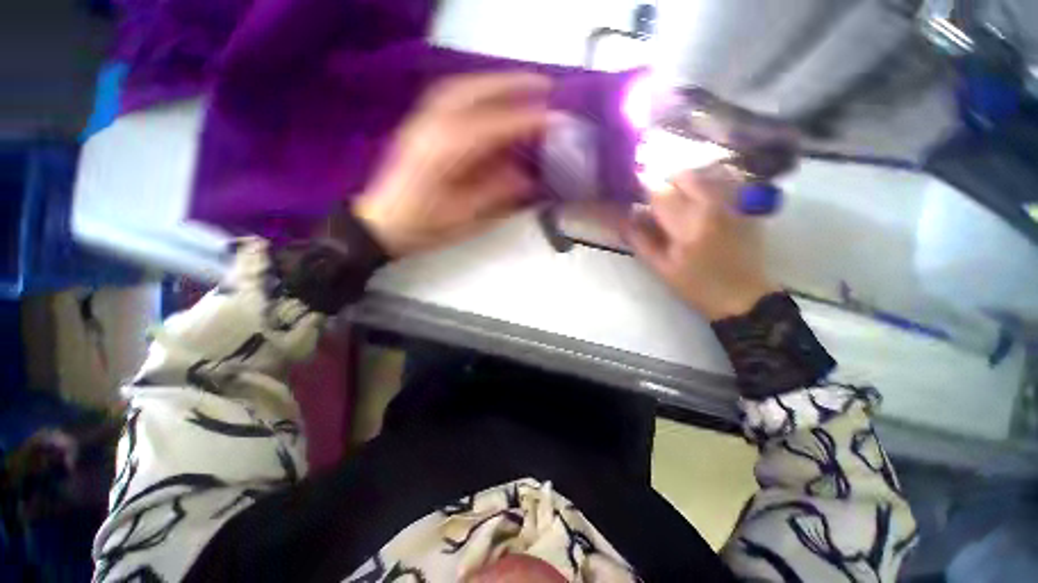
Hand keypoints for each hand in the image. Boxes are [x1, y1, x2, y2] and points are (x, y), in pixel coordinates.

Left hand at [354, 73, 549, 256]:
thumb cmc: (425, 226)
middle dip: (513, 85)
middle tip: (545, 86)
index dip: (528, 121)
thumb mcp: (465, 216)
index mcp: (447, 152)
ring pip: (462, 88)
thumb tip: (527, 177)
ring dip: (495, 83)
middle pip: (476, 92)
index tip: (556, 120)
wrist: (384, 224)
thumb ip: (496, 192)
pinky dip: (475, 91)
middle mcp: (433, 126)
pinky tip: (489, 97)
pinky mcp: (420, 125)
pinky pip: (450, 96)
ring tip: (522, 86)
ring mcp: (422, 120)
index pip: (495, 126)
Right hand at [625, 169, 779, 319]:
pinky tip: (702, 205)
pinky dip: (707, 185)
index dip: (645, 195)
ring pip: (704, 174)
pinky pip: (724, 181)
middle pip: (683, 175)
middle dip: (667, 186)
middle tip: (661, 205)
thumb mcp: (662, 268)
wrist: (743, 295)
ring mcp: (734, 202)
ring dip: (686, 184)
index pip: (660, 193)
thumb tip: (625, 219)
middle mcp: (713, 206)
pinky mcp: (747, 205)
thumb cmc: (697, 286)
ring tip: (681, 205)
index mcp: (688, 225)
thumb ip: (641, 241)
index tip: (639, 205)